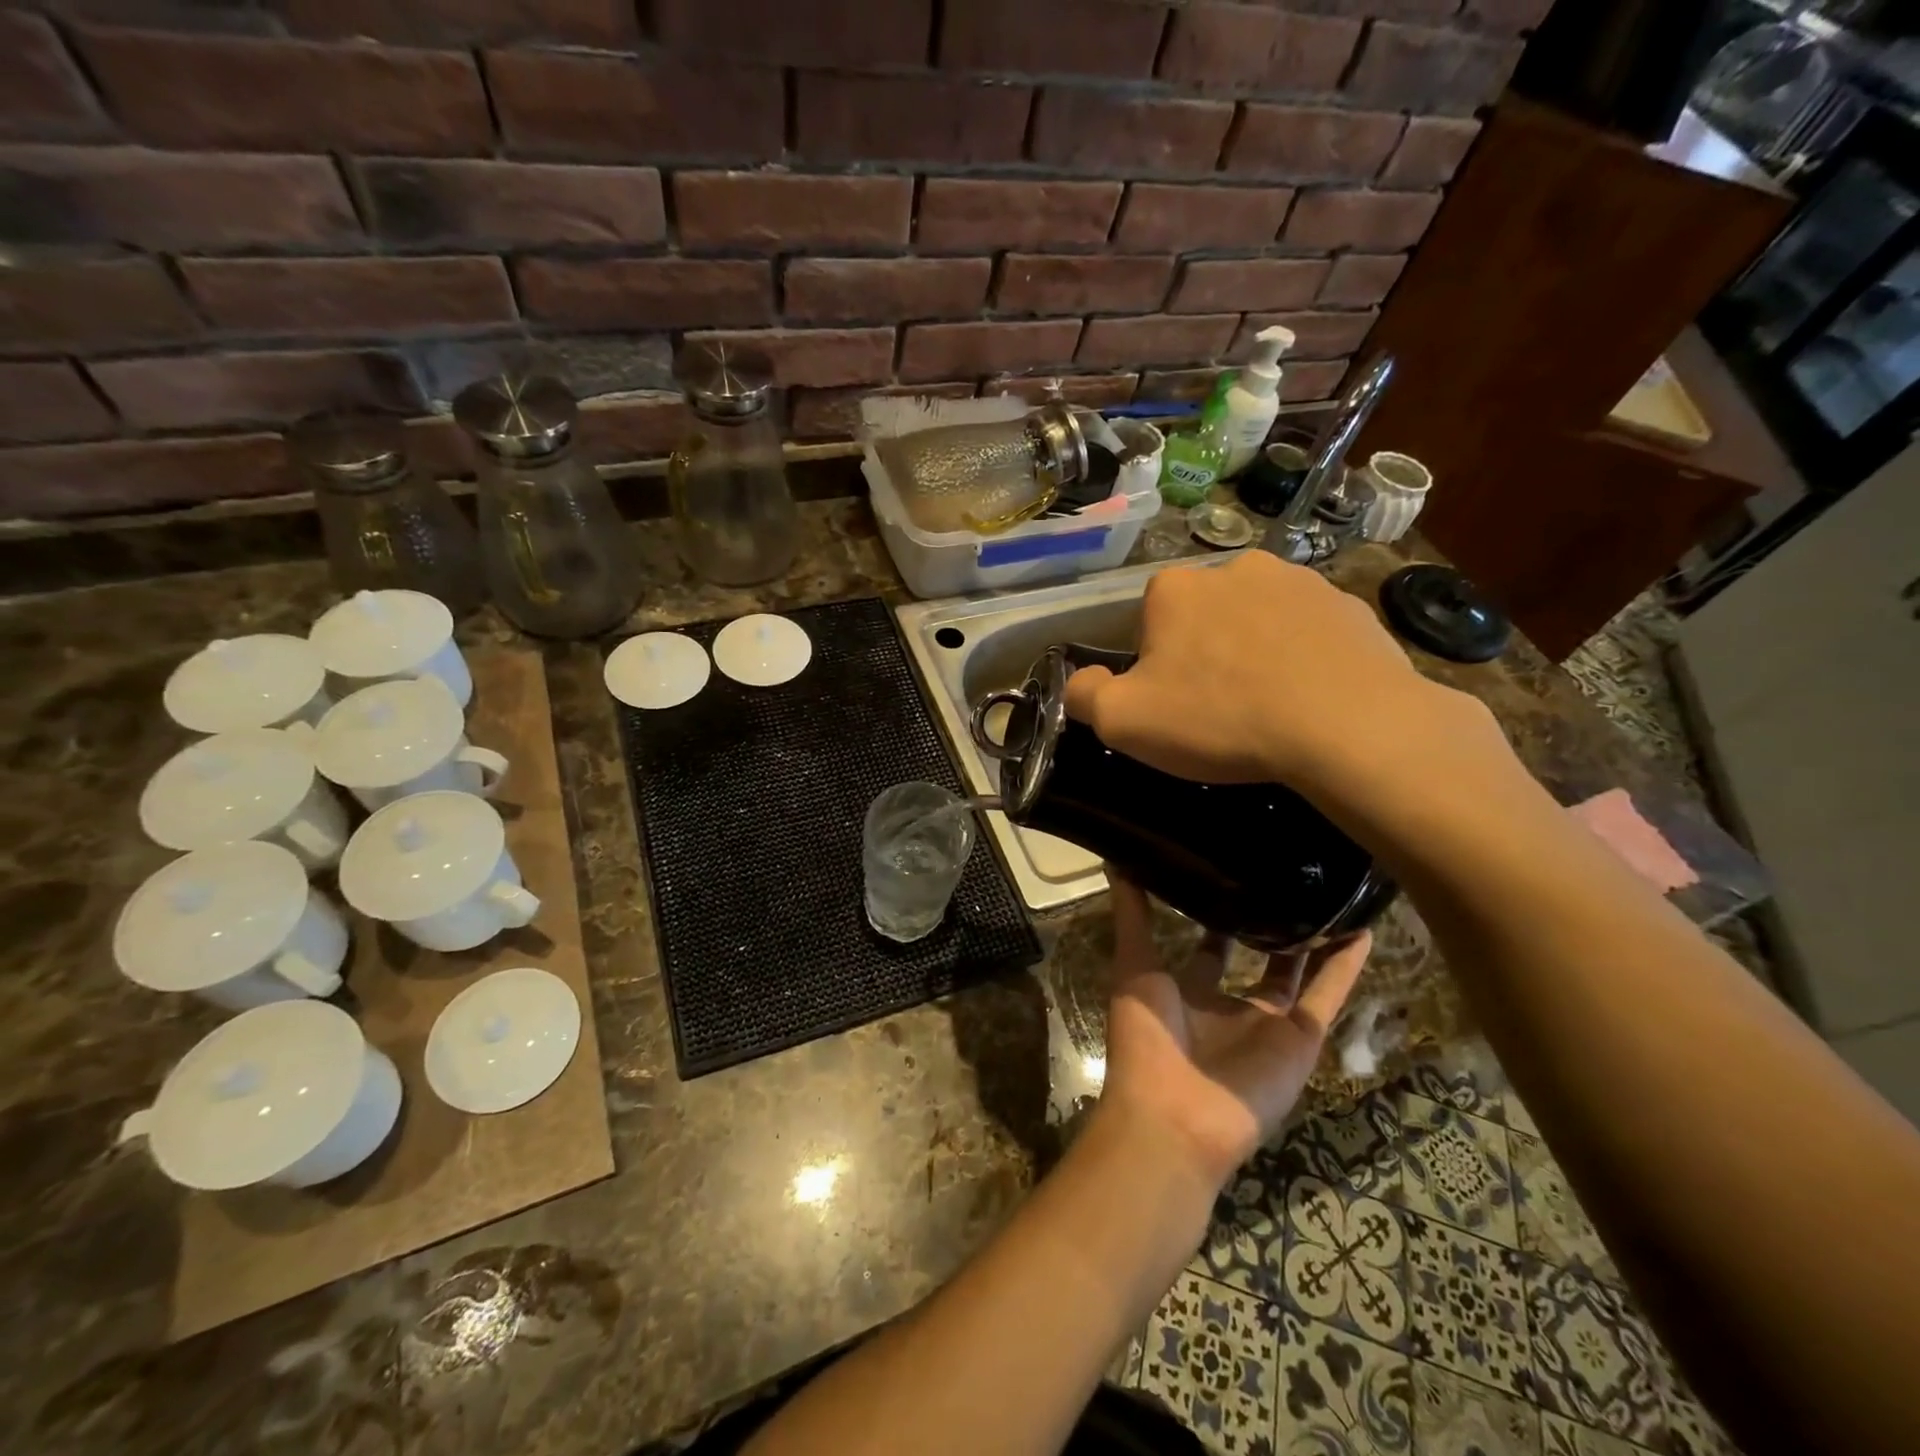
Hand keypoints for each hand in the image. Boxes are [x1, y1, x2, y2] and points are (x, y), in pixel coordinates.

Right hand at [1062, 551, 1459, 791]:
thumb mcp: (1124, 721)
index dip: (1154, 666)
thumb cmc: (1221, 719)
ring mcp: (1298, 580)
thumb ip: (1084, 695)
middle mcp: (1234, 566)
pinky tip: (1310, 696)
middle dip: (1204, 653)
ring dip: (1253, 650)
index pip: (1147, 622)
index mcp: (1174, 588)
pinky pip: (1307, 631)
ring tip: (1269, 705)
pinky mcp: (1348, 604)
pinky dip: (1302, 656)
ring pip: (1256, 619)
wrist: (1348, 726)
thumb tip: (1081, 679)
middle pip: (1202, 616)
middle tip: (1220, 708)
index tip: (1173, 703)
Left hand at [1099, 874, 1370, 1186]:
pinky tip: (1363, 928)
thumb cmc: (1146, 1038)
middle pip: (1256, 956)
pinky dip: (1347, 965)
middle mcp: (1230, 1005)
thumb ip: (1131, 915)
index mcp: (1188, 992)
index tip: (1230, 872)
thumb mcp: (1134, 966)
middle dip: (1269, 923)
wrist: (1175, 1116)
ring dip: (1314, 938)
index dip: (1217, 913)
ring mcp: (1269, 1023)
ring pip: (1299, 972)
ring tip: (1331, 891)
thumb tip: (1116, 859)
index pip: (1207, 945)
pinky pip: (1330, 995)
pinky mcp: (1302, 1039)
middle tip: (1286, 875)